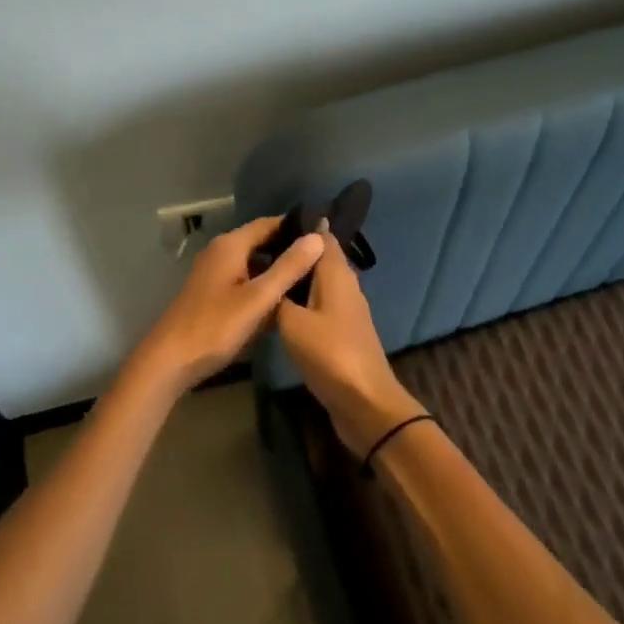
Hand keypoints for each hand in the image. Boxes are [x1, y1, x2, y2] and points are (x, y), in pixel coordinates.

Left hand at [129, 216, 325, 395]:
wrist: (170, 360)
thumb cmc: (215, 326)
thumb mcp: (258, 298)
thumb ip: (288, 267)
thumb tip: (317, 237)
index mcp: (231, 245)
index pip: (270, 224)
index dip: (297, 228)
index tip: (327, 236)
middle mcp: (221, 252)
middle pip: (262, 243)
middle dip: (290, 251)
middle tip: (325, 261)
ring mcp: (215, 274)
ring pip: (255, 264)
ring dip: (278, 272)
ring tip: (313, 281)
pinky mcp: (213, 294)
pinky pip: (246, 282)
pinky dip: (264, 288)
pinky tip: (285, 303)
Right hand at [276, 226, 428, 458]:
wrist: (364, 402)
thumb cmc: (329, 354)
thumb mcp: (292, 322)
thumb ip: (279, 295)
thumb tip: (270, 274)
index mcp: (336, 275)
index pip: (322, 236)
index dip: (302, 226)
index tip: (273, 220)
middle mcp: (345, 286)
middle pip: (320, 259)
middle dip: (295, 251)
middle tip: (259, 248)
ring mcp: (346, 311)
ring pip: (318, 283)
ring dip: (297, 277)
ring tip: (264, 273)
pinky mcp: (341, 333)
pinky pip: (318, 304)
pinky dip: (301, 299)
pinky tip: (279, 306)